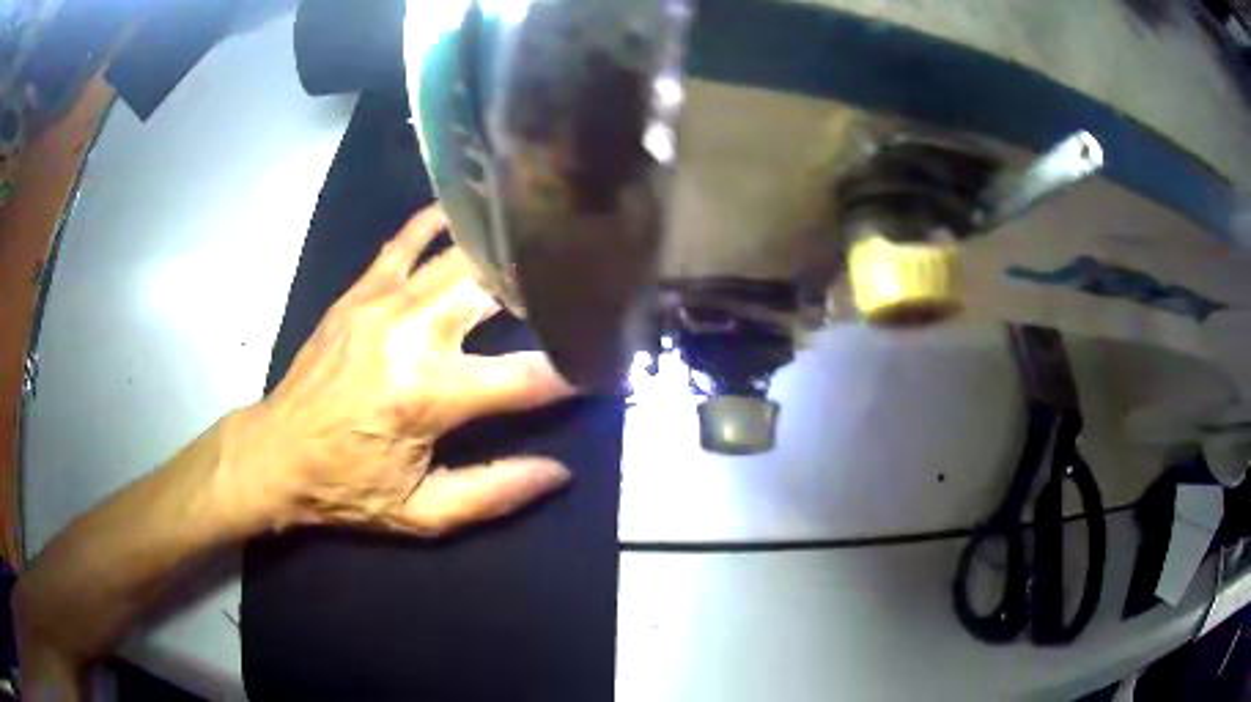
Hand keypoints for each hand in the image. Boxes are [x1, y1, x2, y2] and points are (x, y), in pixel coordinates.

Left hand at [223, 205, 575, 535]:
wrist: (276, 452)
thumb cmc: (346, 487)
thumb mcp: (421, 514)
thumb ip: (494, 493)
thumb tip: (560, 472)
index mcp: (428, 394)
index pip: (527, 376)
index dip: (575, 371)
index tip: (606, 365)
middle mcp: (412, 333)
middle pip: (497, 289)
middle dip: (547, 287)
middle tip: (581, 288)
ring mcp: (383, 300)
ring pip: (461, 255)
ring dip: (507, 251)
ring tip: (542, 247)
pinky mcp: (361, 289)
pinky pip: (407, 238)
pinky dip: (442, 221)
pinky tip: (470, 211)